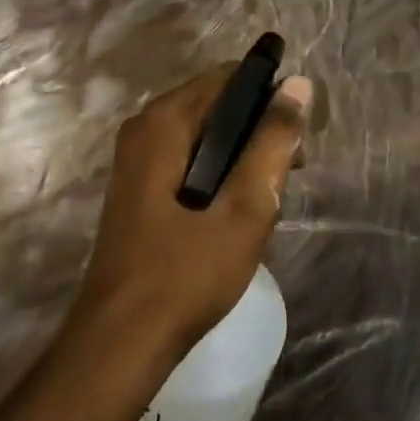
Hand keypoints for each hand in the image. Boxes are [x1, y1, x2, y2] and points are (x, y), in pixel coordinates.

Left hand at [73, 64, 312, 356]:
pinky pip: (188, 158)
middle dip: (257, 129)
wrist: (120, 344)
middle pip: (215, 104)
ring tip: (269, 197)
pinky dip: (218, 172)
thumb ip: (273, 142)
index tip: (299, 132)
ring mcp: (136, 159)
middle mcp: (144, 128)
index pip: (228, 77)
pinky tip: (237, 211)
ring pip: (204, 134)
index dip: (270, 95)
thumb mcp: (244, 207)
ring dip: (241, 155)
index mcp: (164, 121)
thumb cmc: (186, 273)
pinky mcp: (138, 188)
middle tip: (290, 172)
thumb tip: (299, 84)